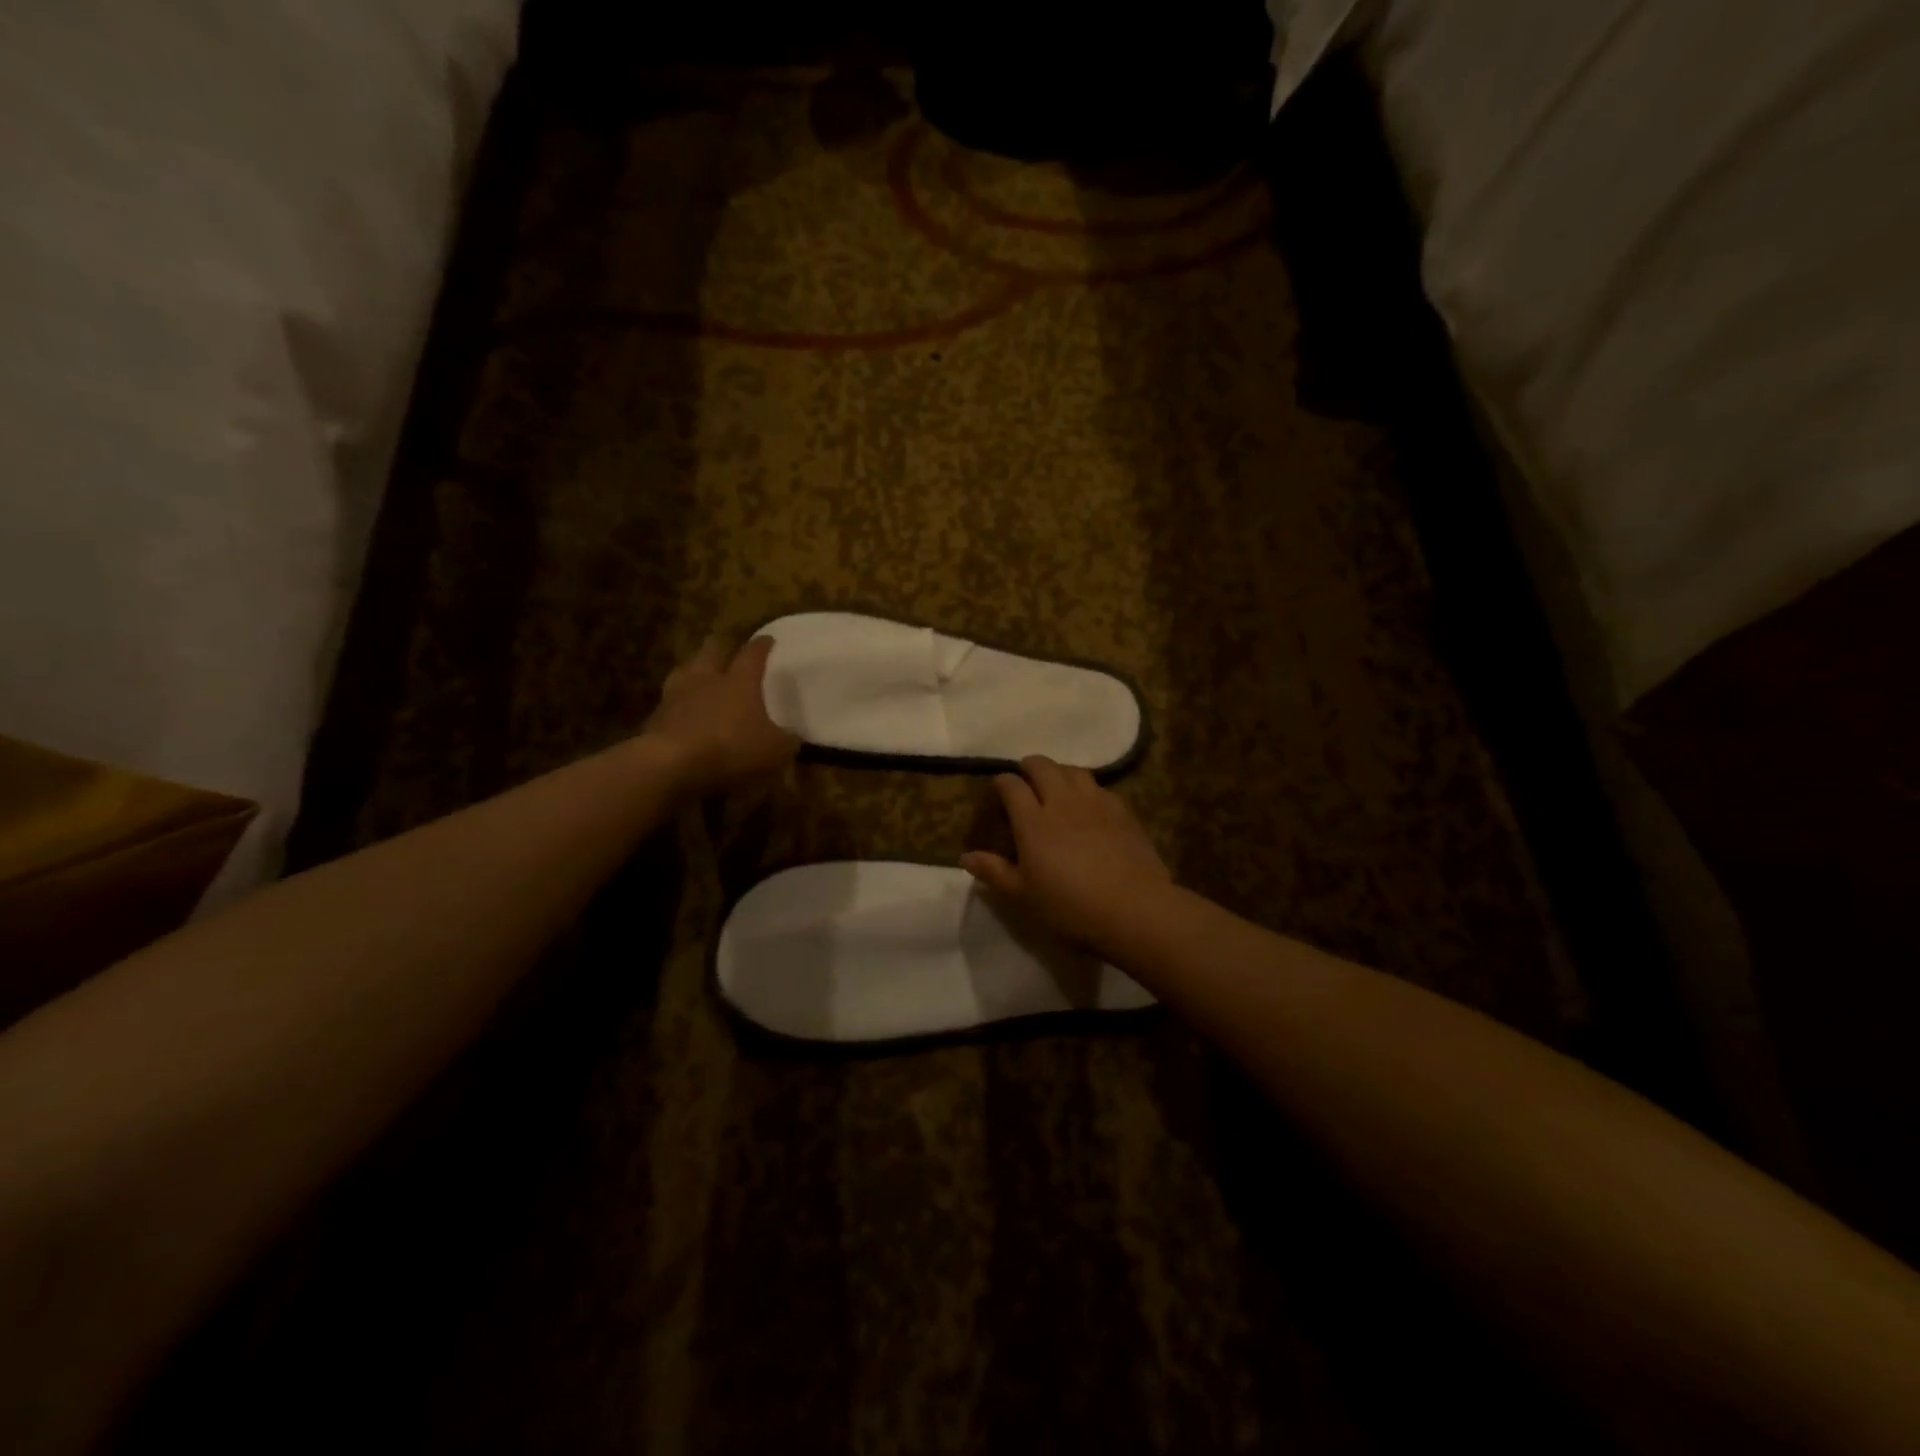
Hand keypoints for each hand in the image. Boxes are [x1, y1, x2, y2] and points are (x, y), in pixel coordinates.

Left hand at [643, 636, 799, 796]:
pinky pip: (670, 704)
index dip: (762, 646)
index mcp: (739, 681)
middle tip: (729, 652)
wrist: (670, 765)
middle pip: (712, 651)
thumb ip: (787, 741)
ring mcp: (676, 696)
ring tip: (701, 679)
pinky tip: (684, 716)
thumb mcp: (775, 751)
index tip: (768, 639)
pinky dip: (678, 706)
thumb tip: (795, 736)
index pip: (753, 654)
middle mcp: (706, 679)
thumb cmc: (731, 748)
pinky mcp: (654, 718)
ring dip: (694, 673)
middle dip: (722, 648)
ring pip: (685, 672)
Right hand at [961, 756, 1172, 955]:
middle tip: (1025, 780)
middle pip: (1043, 766)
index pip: (1011, 786)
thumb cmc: (1070, 906)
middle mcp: (1062, 802)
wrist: (1133, 908)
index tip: (998, 789)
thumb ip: (994, 872)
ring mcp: (1095, 803)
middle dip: (1029, 766)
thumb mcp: (1024, 896)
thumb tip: (965, 857)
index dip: (1002, 782)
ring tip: (1056, 786)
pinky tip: (1089, 804)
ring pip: (1073, 770)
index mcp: (1033, 822)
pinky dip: (1087, 788)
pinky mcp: (1122, 811)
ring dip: (1059, 772)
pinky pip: (1099, 787)